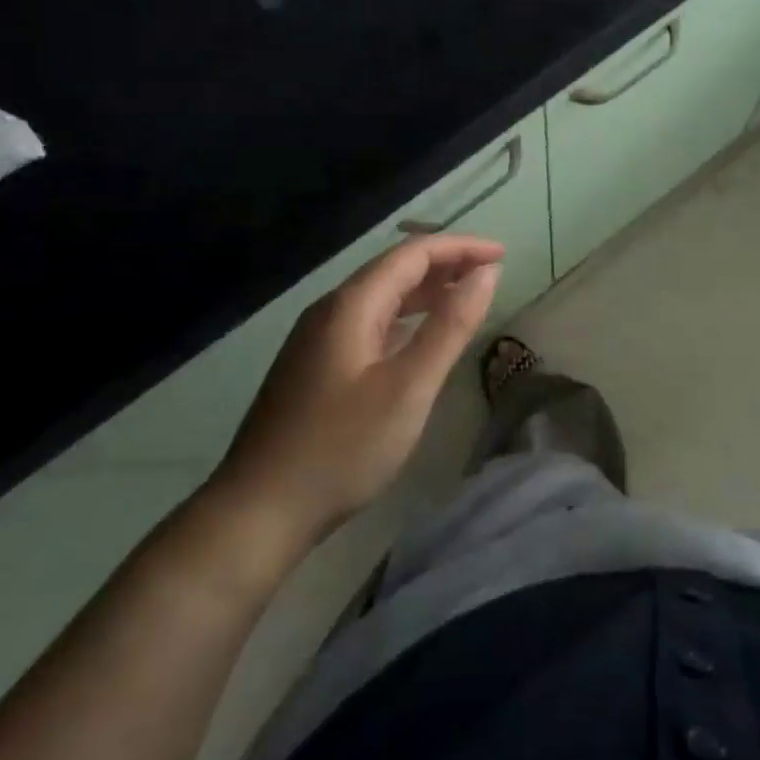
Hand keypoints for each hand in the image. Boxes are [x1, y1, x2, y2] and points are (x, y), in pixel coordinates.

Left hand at [210, 235, 502, 547]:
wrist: (257, 512)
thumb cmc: (341, 448)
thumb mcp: (409, 387)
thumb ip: (450, 326)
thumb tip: (486, 274)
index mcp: (351, 305)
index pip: (413, 254)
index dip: (461, 247)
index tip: (502, 255)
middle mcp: (330, 310)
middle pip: (394, 270)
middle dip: (446, 265)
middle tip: (491, 275)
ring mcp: (317, 339)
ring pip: (380, 298)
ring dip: (425, 292)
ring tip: (466, 298)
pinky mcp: (313, 367)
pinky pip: (368, 324)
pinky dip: (404, 319)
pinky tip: (419, 338)